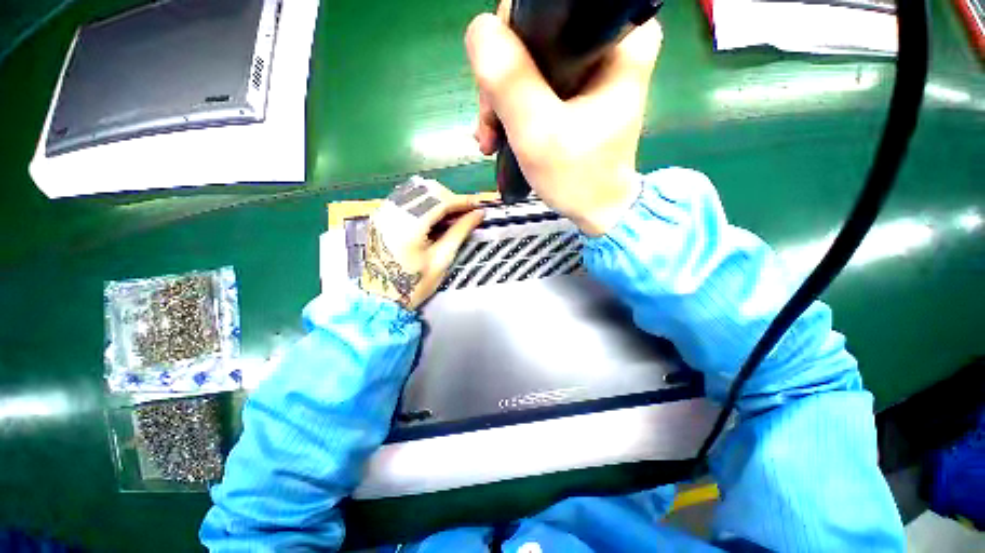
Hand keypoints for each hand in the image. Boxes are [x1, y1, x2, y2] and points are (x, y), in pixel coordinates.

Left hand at [360, 177, 484, 309]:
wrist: (382, 297)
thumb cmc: (415, 284)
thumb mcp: (442, 259)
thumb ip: (460, 232)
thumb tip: (478, 214)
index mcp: (408, 226)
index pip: (439, 201)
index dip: (461, 201)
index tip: (478, 204)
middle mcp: (392, 212)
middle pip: (427, 191)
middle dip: (450, 198)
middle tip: (466, 212)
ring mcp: (382, 212)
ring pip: (415, 191)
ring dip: (437, 198)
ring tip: (452, 214)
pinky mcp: (379, 216)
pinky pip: (404, 198)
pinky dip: (423, 202)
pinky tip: (433, 215)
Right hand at [465, 5, 661, 235]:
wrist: (596, 208)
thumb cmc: (577, 176)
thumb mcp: (539, 133)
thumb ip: (510, 81)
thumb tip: (478, 29)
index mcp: (619, 37)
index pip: (544, 9)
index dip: (508, 43)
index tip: (495, 94)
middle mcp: (611, 39)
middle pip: (532, 33)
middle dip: (501, 81)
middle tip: (491, 127)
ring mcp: (593, 63)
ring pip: (527, 58)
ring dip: (501, 100)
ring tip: (492, 139)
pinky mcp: (580, 85)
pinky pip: (534, 79)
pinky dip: (512, 107)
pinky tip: (499, 134)